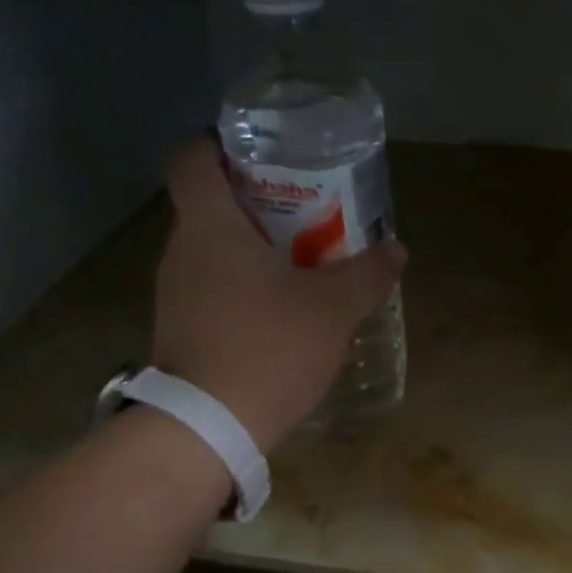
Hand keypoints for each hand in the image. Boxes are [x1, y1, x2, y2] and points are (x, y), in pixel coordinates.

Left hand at [152, 139, 405, 450]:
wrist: (209, 428)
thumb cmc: (269, 348)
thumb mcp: (332, 309)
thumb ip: (367, 274)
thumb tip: (396, 249)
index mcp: (210, 227)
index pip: (193, 159)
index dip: (220, 145)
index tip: (262, 155)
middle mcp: (181, 251)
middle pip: (211, 206)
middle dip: (257, 203)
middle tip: (306, 212)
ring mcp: (174, 294)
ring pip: (213, 252)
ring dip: (252, 251)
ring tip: (301, 264)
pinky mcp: (179, 330)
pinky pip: (211, 289)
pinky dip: (242, 288)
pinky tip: (279, 313)